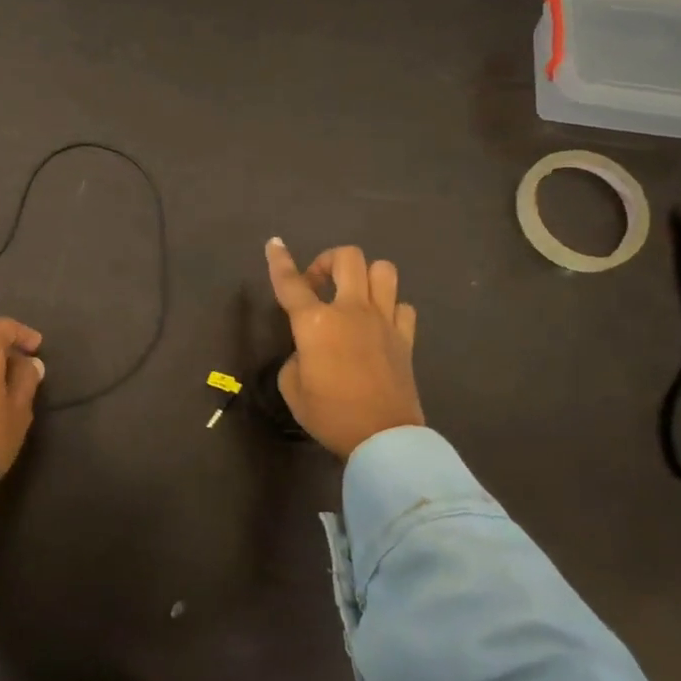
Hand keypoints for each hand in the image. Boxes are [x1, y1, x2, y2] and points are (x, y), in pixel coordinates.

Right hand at [265, 239, 422, 458]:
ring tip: (352, 295)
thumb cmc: (329, 414)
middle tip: (318, 285)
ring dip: (364, 276)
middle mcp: (351, 310)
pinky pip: (402, 306)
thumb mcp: (292, 387)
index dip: (279, 261)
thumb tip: (309, 351)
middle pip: (347, 258)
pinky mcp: (405, 337)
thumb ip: (296, 358)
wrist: (382, 437)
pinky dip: (389, 308)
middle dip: (327, 261)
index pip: (291, 283)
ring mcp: (383, 320)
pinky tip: (378, 324)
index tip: (274, 244)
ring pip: (383, 270)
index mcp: (315, 323)